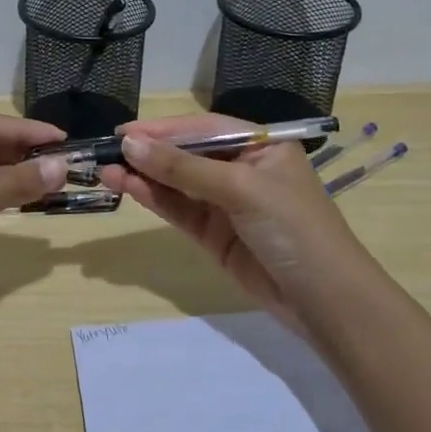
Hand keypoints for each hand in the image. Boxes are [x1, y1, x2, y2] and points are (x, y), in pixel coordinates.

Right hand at [99, 114, 369, 332]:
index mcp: (261, 146)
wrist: (325, 303)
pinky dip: (153, 199)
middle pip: (186, 154)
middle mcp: (241, 169)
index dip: (163, 128)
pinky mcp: (214, 234)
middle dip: (148, 153)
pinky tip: (127, 188)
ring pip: (176, 183)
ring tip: (105, 171)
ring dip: (143, 176)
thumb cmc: (293, 228)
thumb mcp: (240, 189)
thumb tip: (130, 144)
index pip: (203, 128)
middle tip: (105, 152)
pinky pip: (178, 210)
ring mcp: (226, 204)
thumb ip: (183, 168)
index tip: (122, 132)